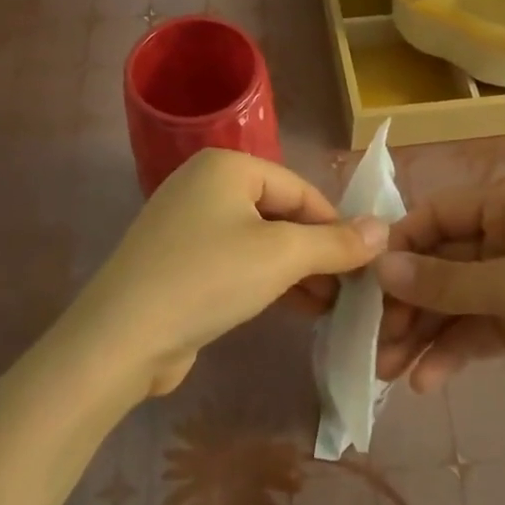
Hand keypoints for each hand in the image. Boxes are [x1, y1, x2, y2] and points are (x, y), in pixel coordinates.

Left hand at [64, 150, 387, 399]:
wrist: (121, 338)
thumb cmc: (209, 278)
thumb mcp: (281, 256)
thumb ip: (336, 242)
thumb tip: (383, 230)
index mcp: (227, 166)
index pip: (300, 190)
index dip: (337, 226)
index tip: (366, 265)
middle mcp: (205, 185)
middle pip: (280, 214)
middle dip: (317, 252)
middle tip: (349, 291)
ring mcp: (187, 224)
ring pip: (259, 241)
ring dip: (297, 271)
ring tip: (329, 306)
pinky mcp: (178, 261)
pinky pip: (235, 262)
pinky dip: (266, 281)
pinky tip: (294, 308)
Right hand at [373, 179, 504, 419]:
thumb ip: (443, 281)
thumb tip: (378, 268)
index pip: (436, 215)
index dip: (399, 247)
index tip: (365, 286)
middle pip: (441, 263)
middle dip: (407, 302)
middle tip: (374, 343)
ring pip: (455, 301)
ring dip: (423, 333)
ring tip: (390, 373)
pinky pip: (478, 330)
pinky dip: (453, 352)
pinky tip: (427, 383)